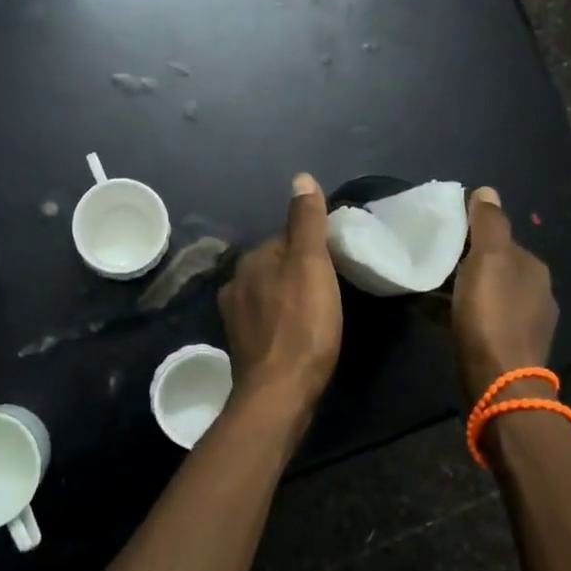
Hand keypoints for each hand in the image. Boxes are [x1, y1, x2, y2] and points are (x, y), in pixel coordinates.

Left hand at [218, 173, 342, 427]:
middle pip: (276, 266)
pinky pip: (266, 320)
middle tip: (331, 291)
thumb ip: (306, 222)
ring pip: (269, 293)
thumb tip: (300, 177)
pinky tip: (297, 335)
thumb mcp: (311, 265)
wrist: (279, 393)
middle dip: (298, 272)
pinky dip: (281, 321)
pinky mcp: (242, 346)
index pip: (286, 240)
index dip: (313, 249)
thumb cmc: (302, 324)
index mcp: (252, 260)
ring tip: (317, 314)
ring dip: (289, 298)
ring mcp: (235, 316)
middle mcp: (236, 282)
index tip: (335, 264)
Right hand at [451, 186, 558, 404]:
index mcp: (533, 268)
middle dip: (466, 260)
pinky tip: (435, 313)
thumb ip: (489, 224)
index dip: (473, 232)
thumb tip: (488, 191)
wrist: (499, 384)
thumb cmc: (491, 316)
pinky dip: (459, 311)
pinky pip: (480, 318)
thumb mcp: (488, 260)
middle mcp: (536, 293)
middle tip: (431, 256)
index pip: (501, 238)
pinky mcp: (508, 348)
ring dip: (461, 287)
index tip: (442, 231)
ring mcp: (524, 324)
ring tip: (427, 283)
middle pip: (495, 266)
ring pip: (487, 293)